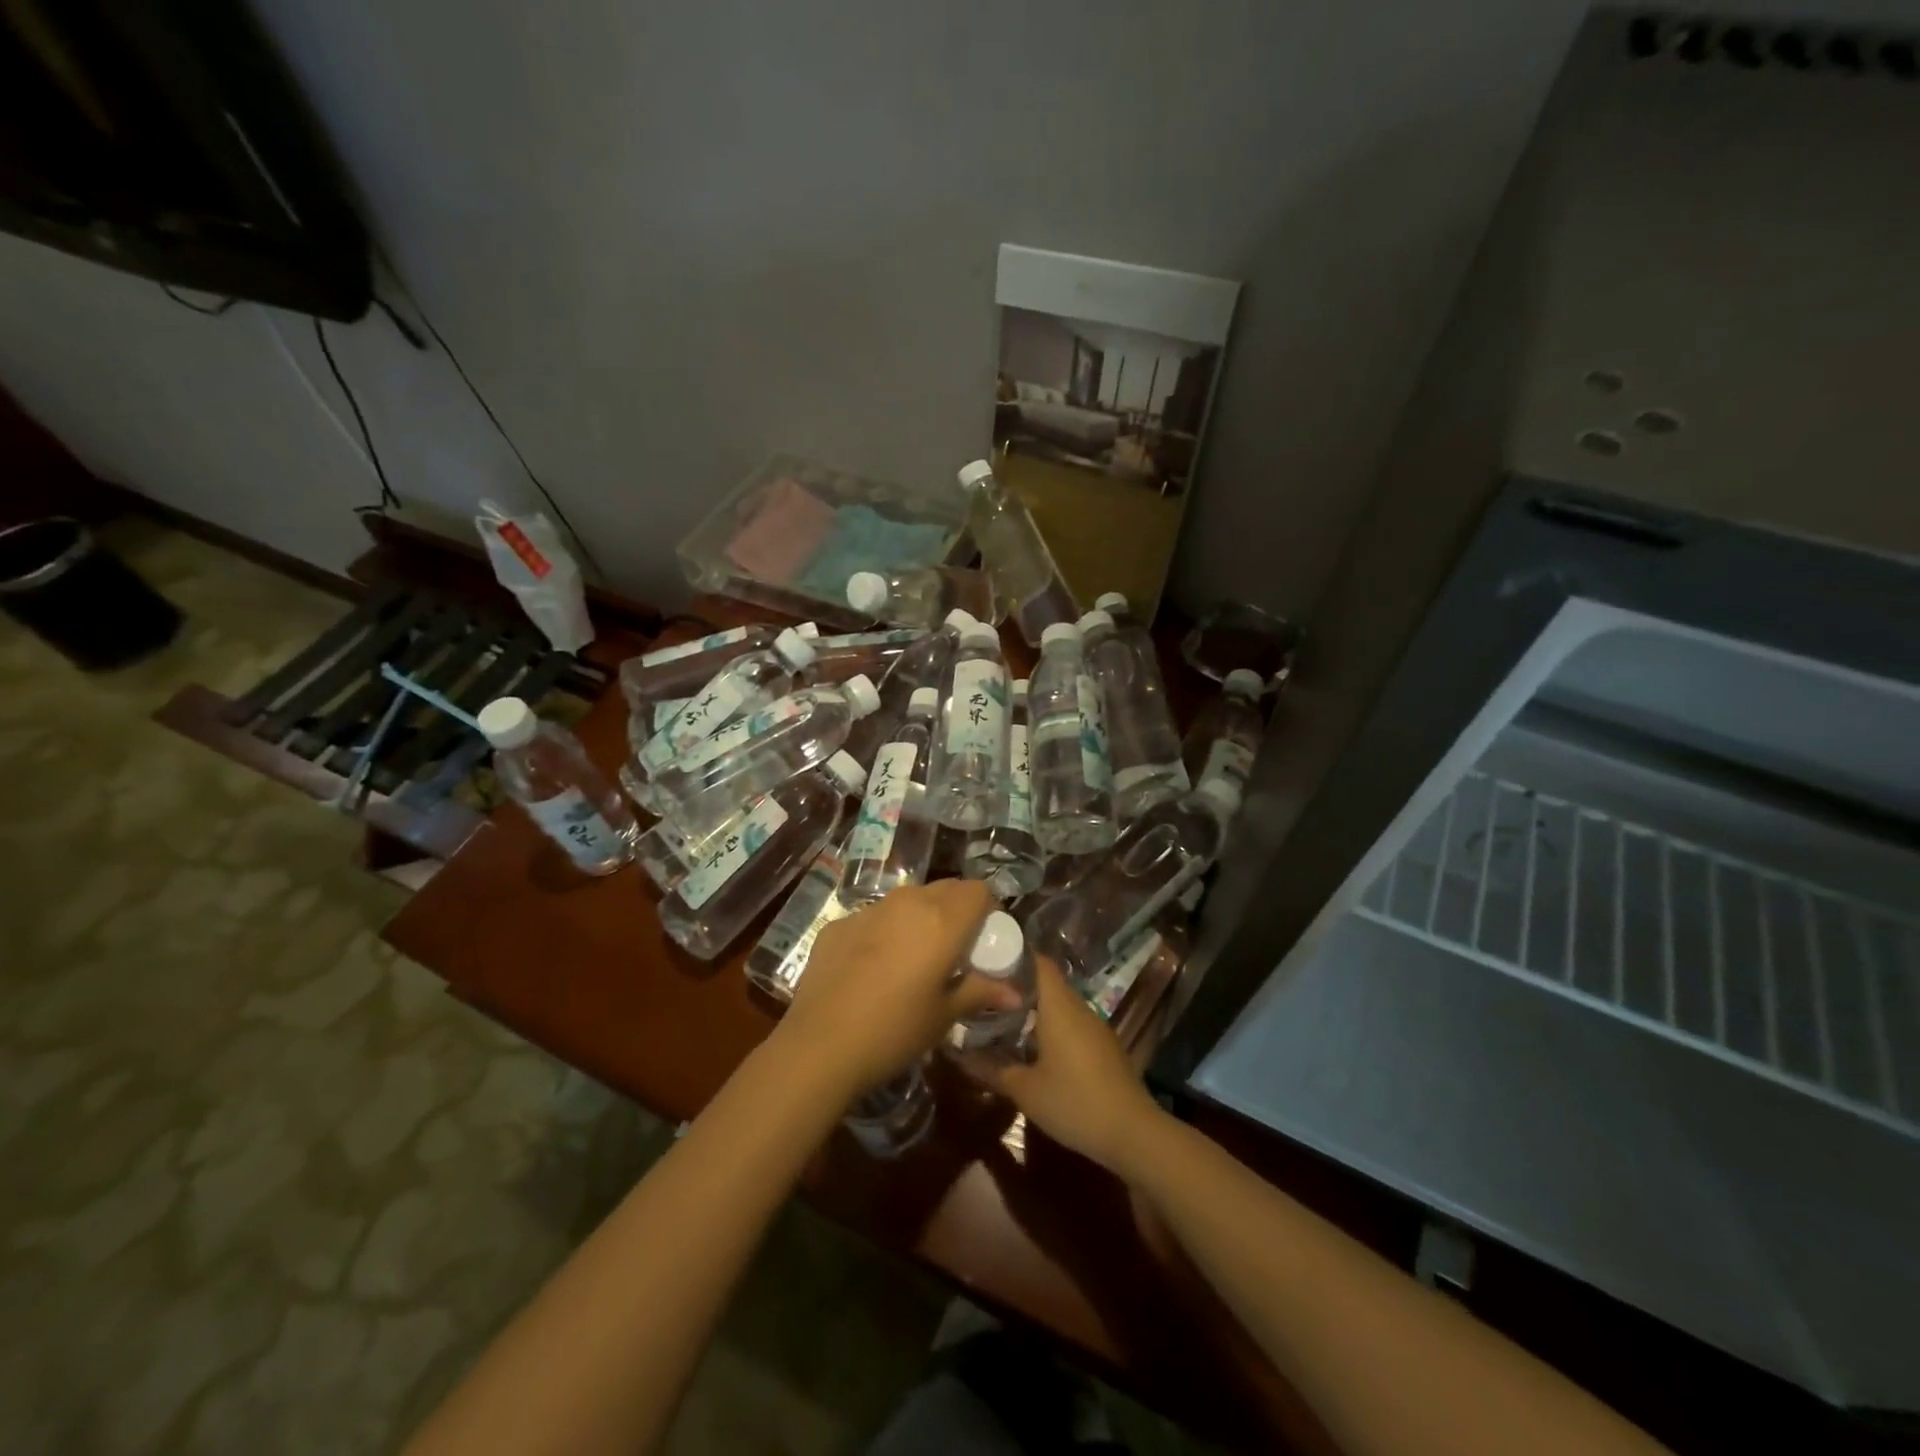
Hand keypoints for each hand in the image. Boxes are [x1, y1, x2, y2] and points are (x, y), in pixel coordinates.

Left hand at [778, 879, 1015, 1094]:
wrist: (820, 1045)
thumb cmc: (895, 1031)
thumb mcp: (944, 1016)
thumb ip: (980, 992)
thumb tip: (1015, 994)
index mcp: (942, 920)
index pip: (978, 890)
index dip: (987, 909)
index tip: (983, 939)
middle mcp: (908, 903)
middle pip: (945, 889)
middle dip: (956, 911)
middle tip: (954, 950)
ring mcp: (869, 909)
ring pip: (907, 900)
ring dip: (919, 918)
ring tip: (913, 958)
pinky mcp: (839, 923)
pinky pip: (874, 917)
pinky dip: (884, 932)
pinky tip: (872, 969)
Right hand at [972, 957, 1164, 1175]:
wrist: (1133, 1133)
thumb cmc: (1074, 1102)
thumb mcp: (1025, 1090)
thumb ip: (991, 1069)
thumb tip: (957, 1055)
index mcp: (1059, 1006)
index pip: (1038, 962)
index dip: (1014, 956)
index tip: (988, 961)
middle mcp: (1078, 1007)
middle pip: (1048, 982)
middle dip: (1019, 985)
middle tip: (987, 993)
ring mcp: (1095, 1026)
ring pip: (1060, 1004)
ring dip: (1035, 1007)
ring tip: (1004, 1018)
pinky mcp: (1104, 1046)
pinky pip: (1073, 1023)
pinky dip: (1052, 1026)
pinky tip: (1035, 1046)